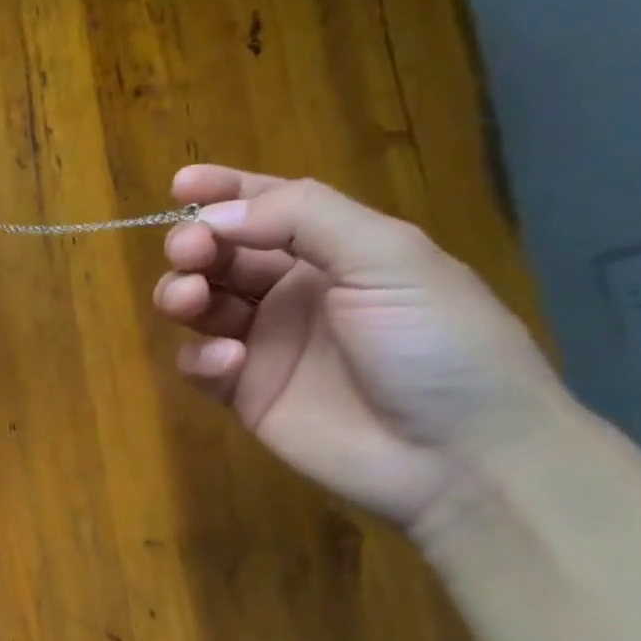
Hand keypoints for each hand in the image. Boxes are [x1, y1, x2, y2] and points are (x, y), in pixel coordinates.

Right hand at [154, 165, 563, 528]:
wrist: (459, 457)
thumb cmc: (436, 343)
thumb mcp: (389, 259)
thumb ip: (303, 219)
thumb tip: (215, 215)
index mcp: (336, 252)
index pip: (268, 207)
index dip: (224, 191)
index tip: (180, 184)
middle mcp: (293, 291)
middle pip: (220, 254)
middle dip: (195, 244)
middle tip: (189, 252)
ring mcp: (265, 343)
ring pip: (198, 304)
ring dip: (182, 293)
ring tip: (190, 301)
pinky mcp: (244, 392)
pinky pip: (199, 363)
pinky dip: (200, 358)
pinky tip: (228, 365)